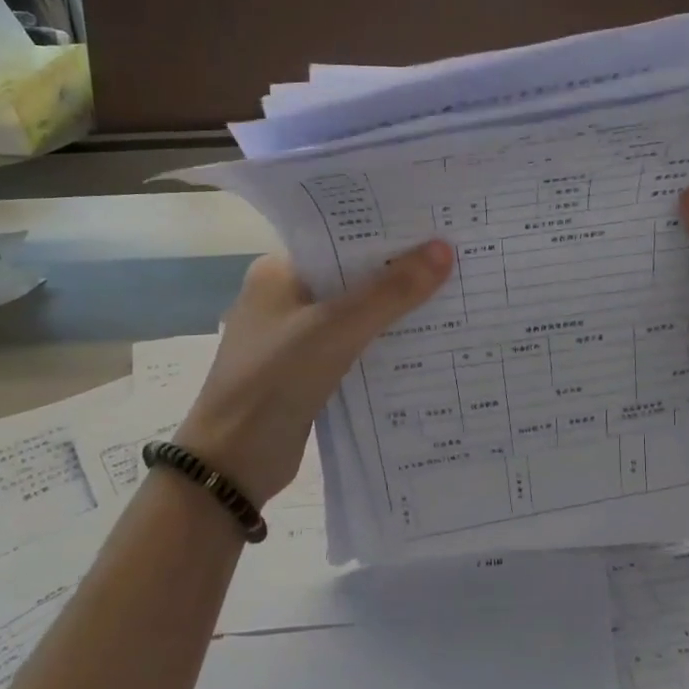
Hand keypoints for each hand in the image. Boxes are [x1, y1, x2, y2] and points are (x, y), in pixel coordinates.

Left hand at [175, 242, 454, 504]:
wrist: (232, 464)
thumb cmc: (274, 380)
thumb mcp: (337, 329)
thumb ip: (391, 292)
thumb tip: (445, 249)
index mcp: (278, 271)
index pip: (340, 238)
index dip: (387, 233)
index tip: (436, 224)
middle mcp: (286, 297)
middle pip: (353, 276)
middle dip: (399, 272)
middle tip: (457, 258)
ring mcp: (295, 336)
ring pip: (357, 313)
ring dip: (396, 310)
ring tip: (453, 294)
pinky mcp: (308, 371)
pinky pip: (355, 346)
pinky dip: (384, 343)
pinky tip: (426, 341)